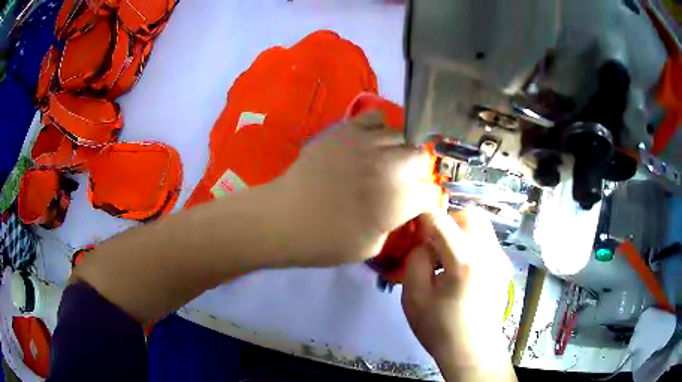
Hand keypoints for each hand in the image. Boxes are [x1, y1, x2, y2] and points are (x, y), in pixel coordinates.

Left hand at [272, 112, 441, 266]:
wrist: (285, 218)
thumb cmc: (326, 241)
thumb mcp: (372, 246)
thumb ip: (396, 223)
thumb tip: (405, 207)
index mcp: (397, 201)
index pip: (432, 192)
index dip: (428, 200)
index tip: (420, 205)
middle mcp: (389, 167)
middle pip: (422, 158)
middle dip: (419, 172)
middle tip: (405, 182)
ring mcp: (367, 143)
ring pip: (403, 136)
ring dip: (401, 151)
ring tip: (388, 161)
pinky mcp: (346, 130)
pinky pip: (375, 117)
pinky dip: (380, 128)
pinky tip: (371, 142)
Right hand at [401, 210, 514, 379]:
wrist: (472, 350)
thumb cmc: (439, 328)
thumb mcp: (414, 297)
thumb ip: (416, 260)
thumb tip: (425, 242)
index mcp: (464, 262)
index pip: (442, 222)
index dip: (424, 220)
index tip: (414, 230)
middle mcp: (488, 254)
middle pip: (470, 215)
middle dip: (449, 222)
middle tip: (434, 242)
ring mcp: (499, 259)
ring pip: (481, 226)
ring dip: (460, 232)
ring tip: (447, 256)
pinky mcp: (503, 266)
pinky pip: (486, 241)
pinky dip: (470, 243)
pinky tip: (460, 268)